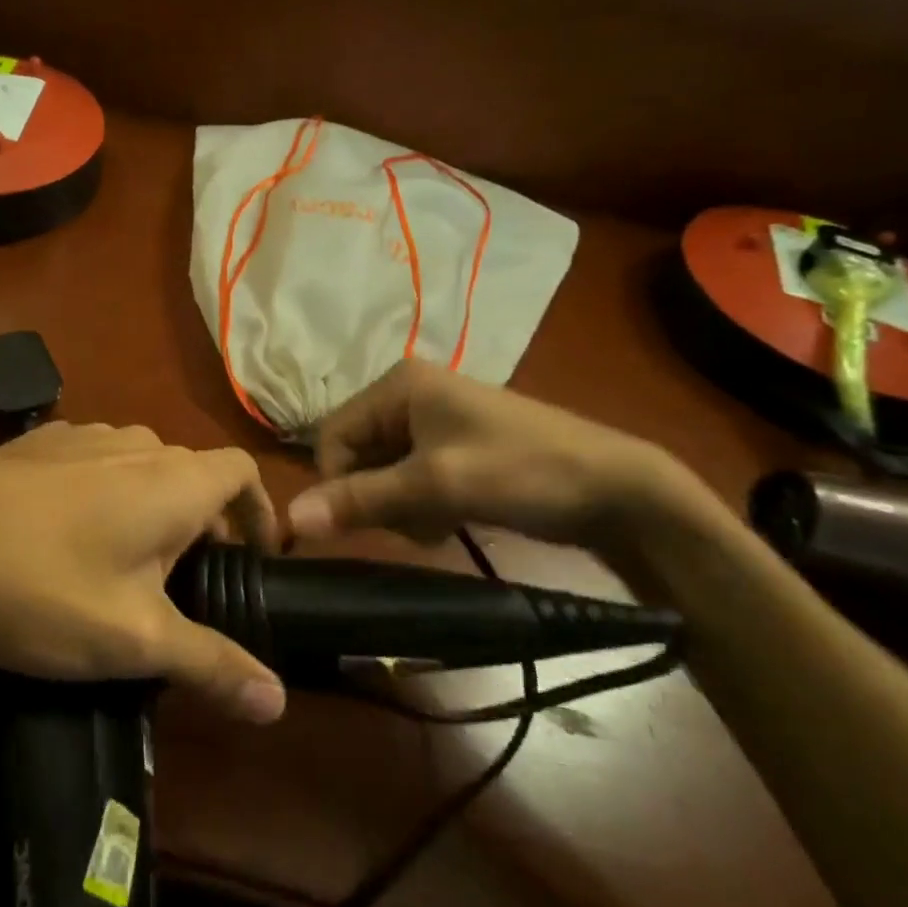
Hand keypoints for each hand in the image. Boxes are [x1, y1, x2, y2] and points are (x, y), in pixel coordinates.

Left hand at [0, 423, 287, 723]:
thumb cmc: (44, 587)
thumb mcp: (132, 640)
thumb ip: (211, 663)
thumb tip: (277, 703)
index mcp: (172, 479)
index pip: (241, 472)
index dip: (258, 512)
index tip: (254, 559)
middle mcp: (134, 442)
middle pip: (190, 474)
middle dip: (200, 523)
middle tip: (184, 585)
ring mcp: (80, 434)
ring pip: (139, 467)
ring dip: (148, 508)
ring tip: (124, 566)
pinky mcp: (35, 443)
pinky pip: (92, 463)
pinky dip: (103, 494)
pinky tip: (64, 538)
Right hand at [288, 360, 705, 557]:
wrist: (618, 490)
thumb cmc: (522, 472)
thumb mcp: (436, 485)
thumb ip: (361, 500)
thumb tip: (289, 517)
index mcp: (399, 384)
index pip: (332, 435)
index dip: (337, 481)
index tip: (363, 521)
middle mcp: (409, 393)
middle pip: (357, 453)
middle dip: (378, 496)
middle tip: (415, 521)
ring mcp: (434, 420)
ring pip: (383, 472)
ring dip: (401, 506)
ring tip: (439, 522)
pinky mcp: (454, 447)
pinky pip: (411, 478)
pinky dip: (421, 504)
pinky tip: (450, 520)